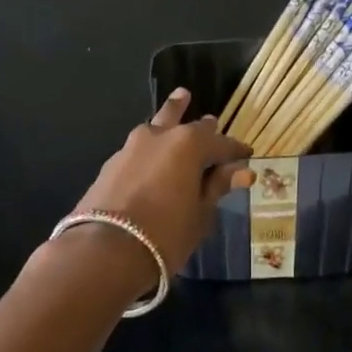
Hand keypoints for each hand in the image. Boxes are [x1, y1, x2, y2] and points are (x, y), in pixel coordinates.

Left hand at [70, 88, 253, 276]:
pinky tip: (153, 151)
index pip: (221, 144)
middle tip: (213, 121)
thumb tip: (241, 171)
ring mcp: (131, 148)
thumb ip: (217, 187)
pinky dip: (152, 146)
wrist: (105, 251)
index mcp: (189, 145)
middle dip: (203, 127)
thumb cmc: (166, 234)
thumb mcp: (200, 214)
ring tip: (180, 100)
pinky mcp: (111, 164)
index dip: (236, 151)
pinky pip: (139, 147)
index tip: (247, 154)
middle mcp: (159, 137)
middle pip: (186, 124)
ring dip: (171, 116)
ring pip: (157, 126)